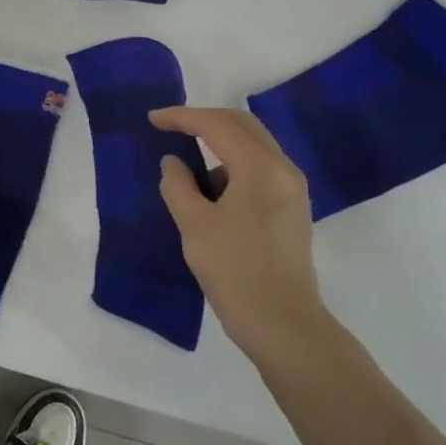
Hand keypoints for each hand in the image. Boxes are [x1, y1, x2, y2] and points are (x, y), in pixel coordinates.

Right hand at [149, 107, 326, 368]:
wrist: (284, 326)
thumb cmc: (236, 272)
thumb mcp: (194, 226)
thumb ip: (178, 185)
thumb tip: (173, 163)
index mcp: (261, 168)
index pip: (217, 125)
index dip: (182, 117)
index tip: (152, 119)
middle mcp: (283, 169)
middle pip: (242, 125)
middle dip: (204, 121)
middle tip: (170, 128)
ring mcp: (293, 189)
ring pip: (253, 147)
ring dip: (220, 147)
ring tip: (188, 173)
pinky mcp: (293, 209)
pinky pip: (260, 170)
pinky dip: (233, 168)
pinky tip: (212, 194)